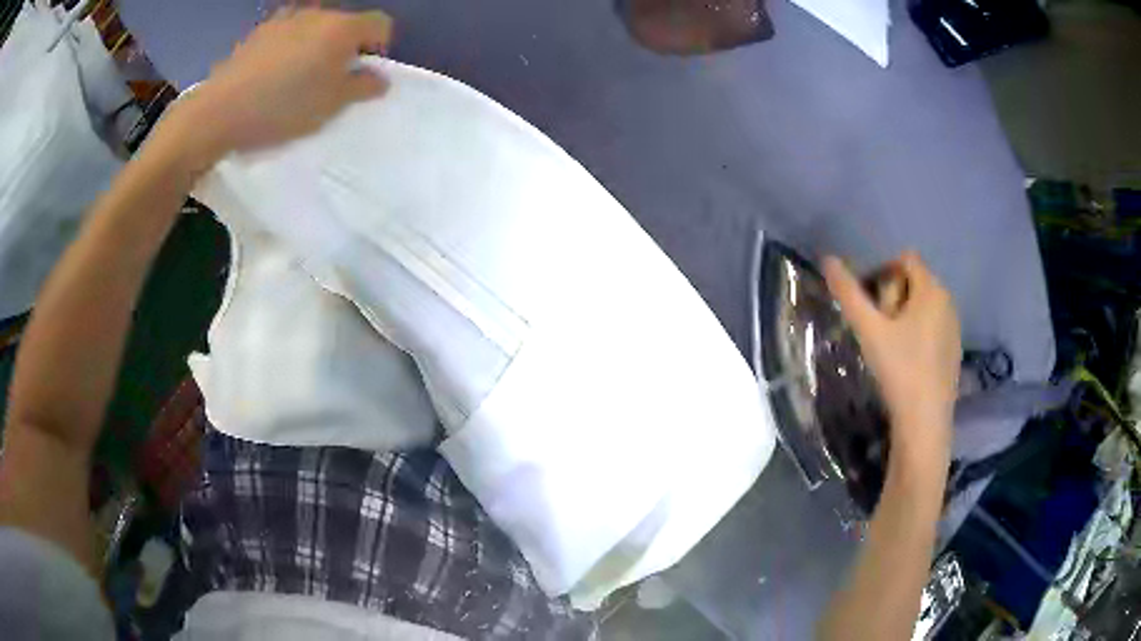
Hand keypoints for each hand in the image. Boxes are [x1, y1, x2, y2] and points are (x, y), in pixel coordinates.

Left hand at [164, 8, 392, 166]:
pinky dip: (289, 49)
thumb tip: (379, 77)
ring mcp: (285, 19)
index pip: (380, 25)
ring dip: (316, 47)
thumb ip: (363, 87)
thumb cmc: (282, 108)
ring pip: (315, 28)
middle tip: (330, 82)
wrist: (218, 112)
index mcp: (342, 27)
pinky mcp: (259, 31)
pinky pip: (287, 34)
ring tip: (297, 79)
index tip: (363, 75)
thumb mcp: (331, 106)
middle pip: (346, 24)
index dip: (379, 49)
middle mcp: (318, 13)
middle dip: (345, 48)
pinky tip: (272, 76)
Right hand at [823, 251, 960, 477]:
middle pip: (915, 282)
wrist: (925, 422)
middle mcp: (948, 302)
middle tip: (877, 329)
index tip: (869, 303)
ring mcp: (954, 328)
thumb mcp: (869, 330)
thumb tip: (827, 259)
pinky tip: (906, 363)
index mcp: (931, 290)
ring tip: (890, 347)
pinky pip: (934, 328)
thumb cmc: (899, 369)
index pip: (905, 260)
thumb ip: (848, 293)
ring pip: (925, 307)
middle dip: (893, 297)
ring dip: (905, 316)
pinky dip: (918, 335)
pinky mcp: (954, 351)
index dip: (882, 272)